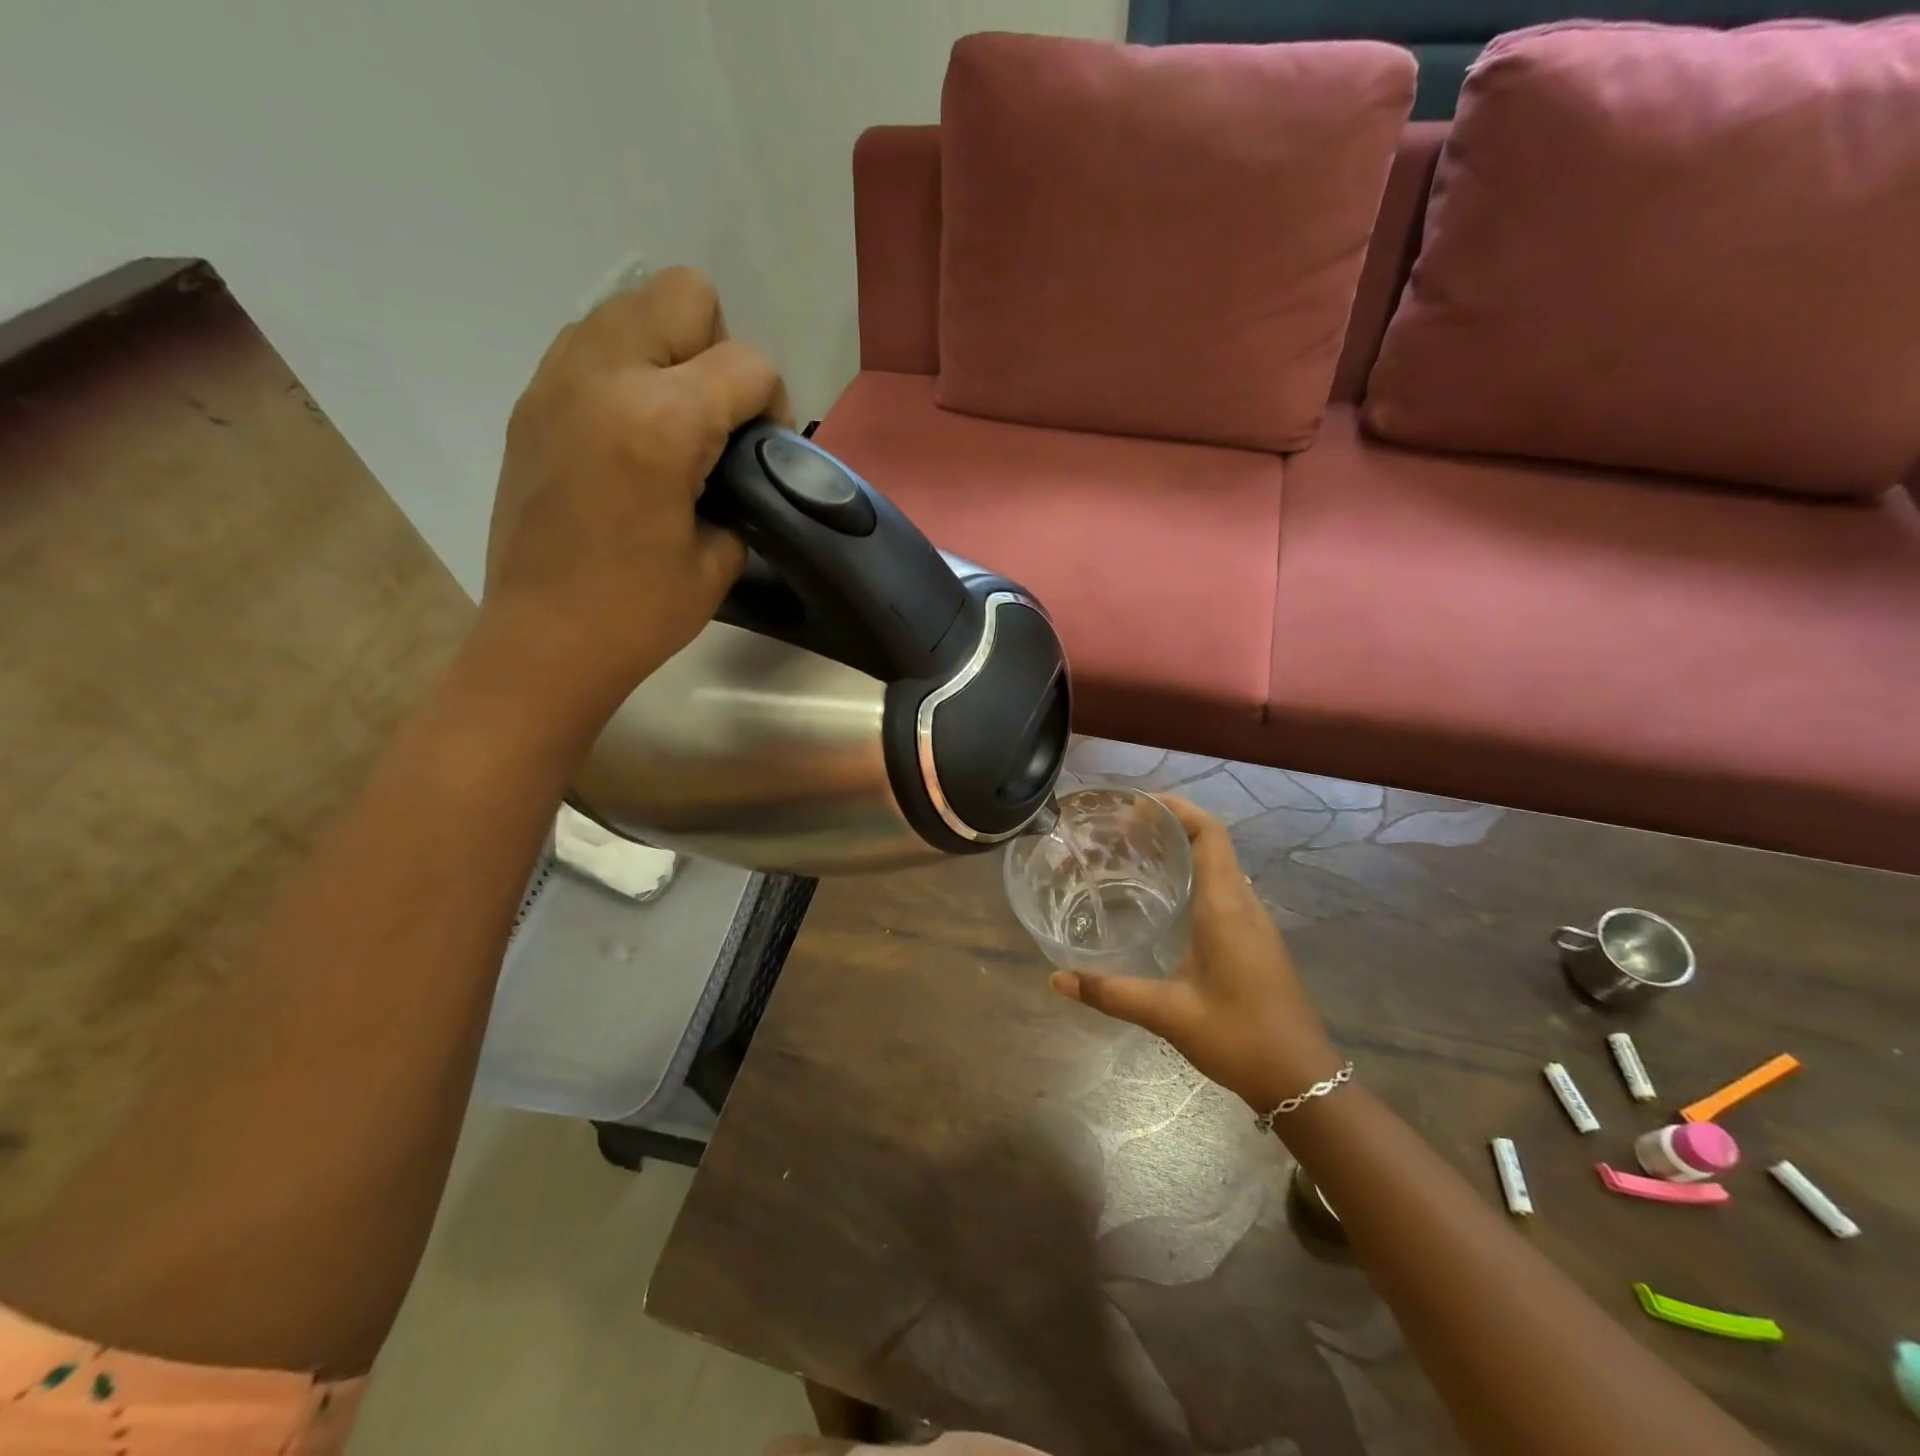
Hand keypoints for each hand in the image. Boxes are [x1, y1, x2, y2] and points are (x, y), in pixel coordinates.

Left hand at [480, 266, 790, 724]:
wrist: (544, 641)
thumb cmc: (640, 613)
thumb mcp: (720, 559)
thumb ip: (742, 492)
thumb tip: (736, 465)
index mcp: (662, 421)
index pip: (749, 363)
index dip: (773, 406)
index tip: (762, 455)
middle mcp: (605, 375)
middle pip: (686, 295)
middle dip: (717, 352)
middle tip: (713, 423)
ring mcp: (558, 380)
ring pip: (632, 306)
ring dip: (667, 352)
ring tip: (670, 425)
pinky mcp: (531, 400)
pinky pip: (591, 343)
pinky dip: (623, 370)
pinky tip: (628, 434)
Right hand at [1050, 796, 1343, 1112]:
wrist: (1302, 1081)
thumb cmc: (1239, 1037)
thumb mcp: (1168, 1014)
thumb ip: (1111, 993)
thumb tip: (1057, 979)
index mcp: (1226, 907)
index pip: (1209, 833)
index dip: (1176, 809)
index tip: (1135, 807)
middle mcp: (1243, 903)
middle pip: (1212, 841)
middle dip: (1169, 825)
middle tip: (1120, 831)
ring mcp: (1254, 922)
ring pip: (1219, 864)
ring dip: (1182, 850)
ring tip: (1134, 855)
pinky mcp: (1255, 940)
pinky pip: (1223, 888)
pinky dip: (1193, 876)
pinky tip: (1162, 900)